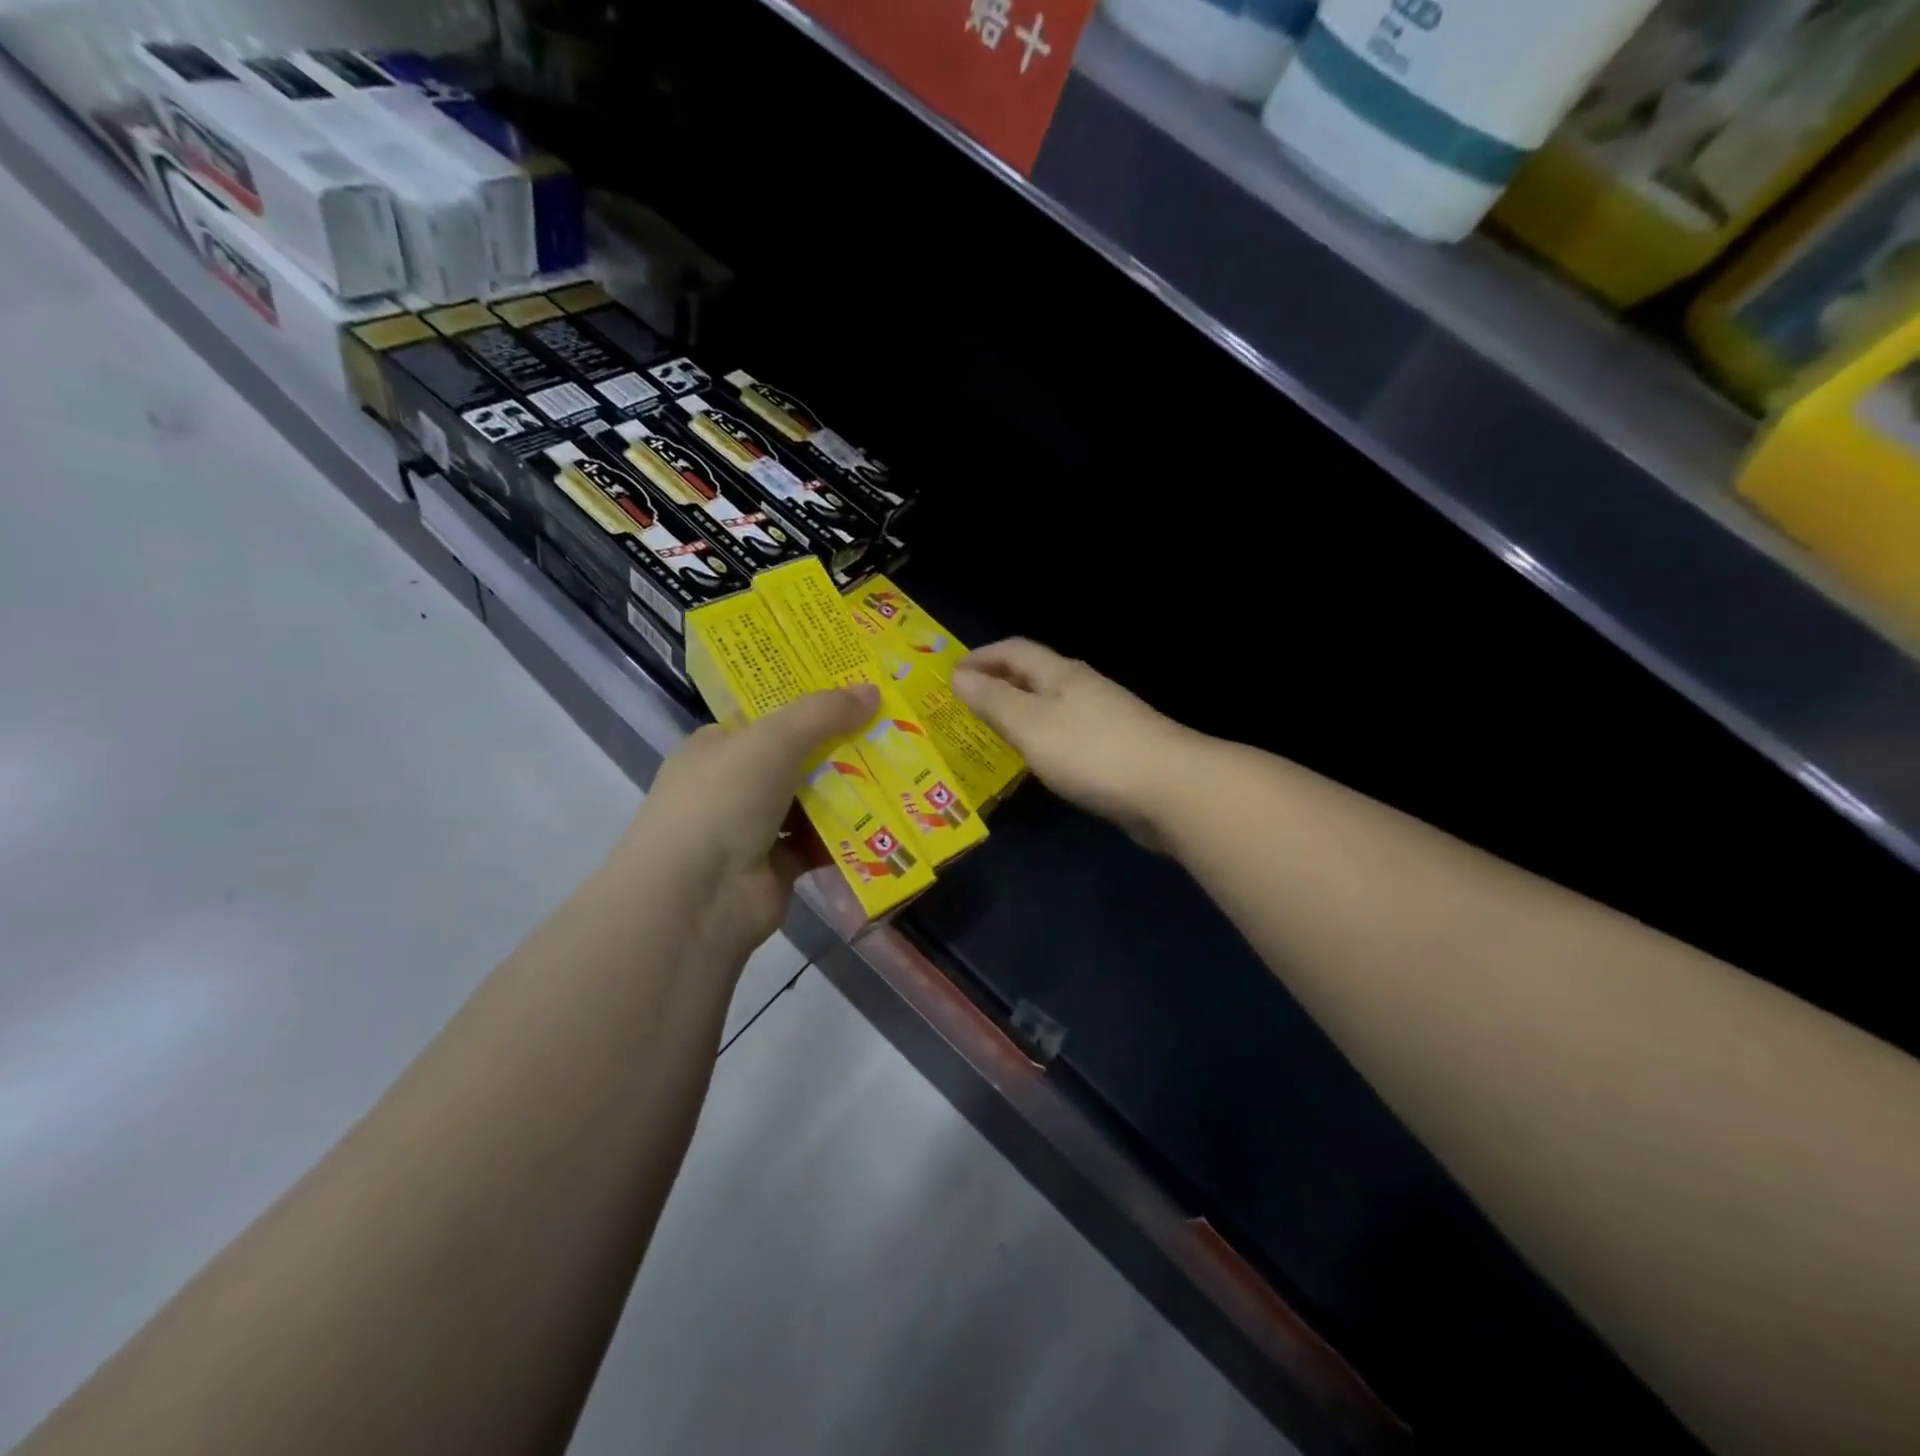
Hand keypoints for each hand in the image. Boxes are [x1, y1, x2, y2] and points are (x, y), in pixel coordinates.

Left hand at [608, 684, 878, 965]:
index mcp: (718, 747)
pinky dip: (848, 836)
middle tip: (893, 733)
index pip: (768, 718)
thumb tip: (873, 690)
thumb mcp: (773, 740)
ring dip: (850, 793)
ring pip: (811, 802)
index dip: (811, 705)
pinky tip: (886, 821)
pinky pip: (820, 843)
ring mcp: (754, 828)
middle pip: (796, 759)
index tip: (858, 695)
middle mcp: (732, 786)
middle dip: (841, 749)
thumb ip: (823, 713)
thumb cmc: (723, 801)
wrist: (696, 898)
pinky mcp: (778, 866)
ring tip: (901, 773)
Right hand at [951, 640, 1194, 847]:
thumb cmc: (1091, 752)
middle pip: (1035, 675)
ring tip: (993, 731)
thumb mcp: (1031, 724)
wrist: (1170, 790)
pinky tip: (1036, 761)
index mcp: (1061, 674)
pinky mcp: (1115, 751)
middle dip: (999, 682)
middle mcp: (1083, 689)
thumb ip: (994, 701)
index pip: (1015, 650)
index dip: (982, 656)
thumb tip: (959, 676)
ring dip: (1020, 711)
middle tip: (965, 703)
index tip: (951, 674)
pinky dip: (1041, 739)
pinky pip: (1066, 734)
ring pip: (1051, 705)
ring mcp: (1103, 720)